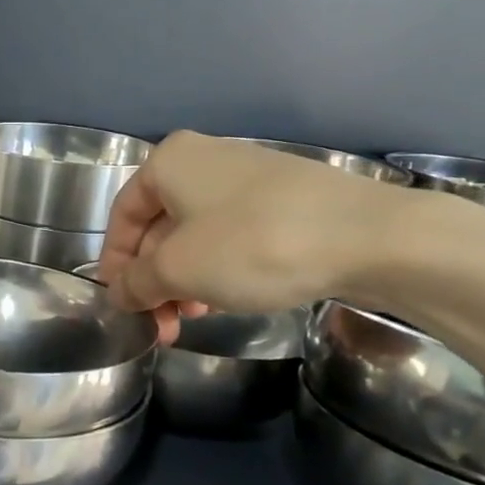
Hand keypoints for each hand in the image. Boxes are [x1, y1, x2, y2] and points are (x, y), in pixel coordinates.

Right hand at [96, 131, 408, 316]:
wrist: (369, 236)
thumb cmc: (252, 244)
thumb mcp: (179, 270)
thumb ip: (137, 282)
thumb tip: (119, 293)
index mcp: (169, 162)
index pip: (123, 216)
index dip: (115, 264)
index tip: (122, 305)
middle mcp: (204, 159)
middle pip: (160, 226)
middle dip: (155, 279)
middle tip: (162, 324)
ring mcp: (248, 176)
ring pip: (196, 234)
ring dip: (186, 279)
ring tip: (195, 317)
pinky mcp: (284, 198)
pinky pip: (232, 234)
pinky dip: (219, 267)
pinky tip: (229, 297)